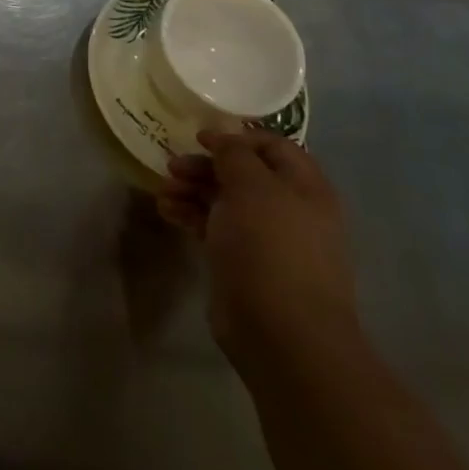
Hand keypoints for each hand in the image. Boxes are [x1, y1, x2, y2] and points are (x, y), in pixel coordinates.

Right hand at [154, 130, 359, 375]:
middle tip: (172, 167)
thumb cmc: (271, 248)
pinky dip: (190, 215)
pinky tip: (167, 213)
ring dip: (192, 190)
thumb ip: (235, 155)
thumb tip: (223, 138)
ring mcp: (267, 239)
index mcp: (305, 187)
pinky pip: (214, 227)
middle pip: (243, 173)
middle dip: (206, 166)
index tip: (199, 138)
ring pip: (224, 200)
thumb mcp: (252, 187)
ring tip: (163, 192)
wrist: (281, 331)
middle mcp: (289, 209)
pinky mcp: (243, 262)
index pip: (273, 146)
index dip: (237, 137)